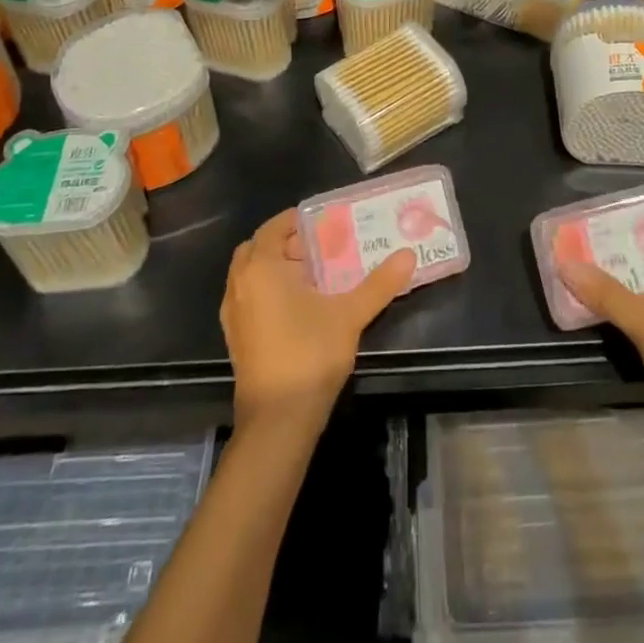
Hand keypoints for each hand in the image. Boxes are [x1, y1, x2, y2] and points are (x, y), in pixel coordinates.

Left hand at [221, 209, 415, 428]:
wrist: (278, 422)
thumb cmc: (309, 354)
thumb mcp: (350, 314)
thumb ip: (379, 283)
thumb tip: (408, 255)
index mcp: (261, 267)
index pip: (274, 227)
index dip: (297, 221)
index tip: (325, 223)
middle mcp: (240, 284)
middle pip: (258, 248)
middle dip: (286, 243)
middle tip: (320, 249)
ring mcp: (234, 314)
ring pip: (251, 275)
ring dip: (276, 268)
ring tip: (314, 276)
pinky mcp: (237, 338)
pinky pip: (250, 298)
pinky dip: (269, 291)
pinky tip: (299, 307)